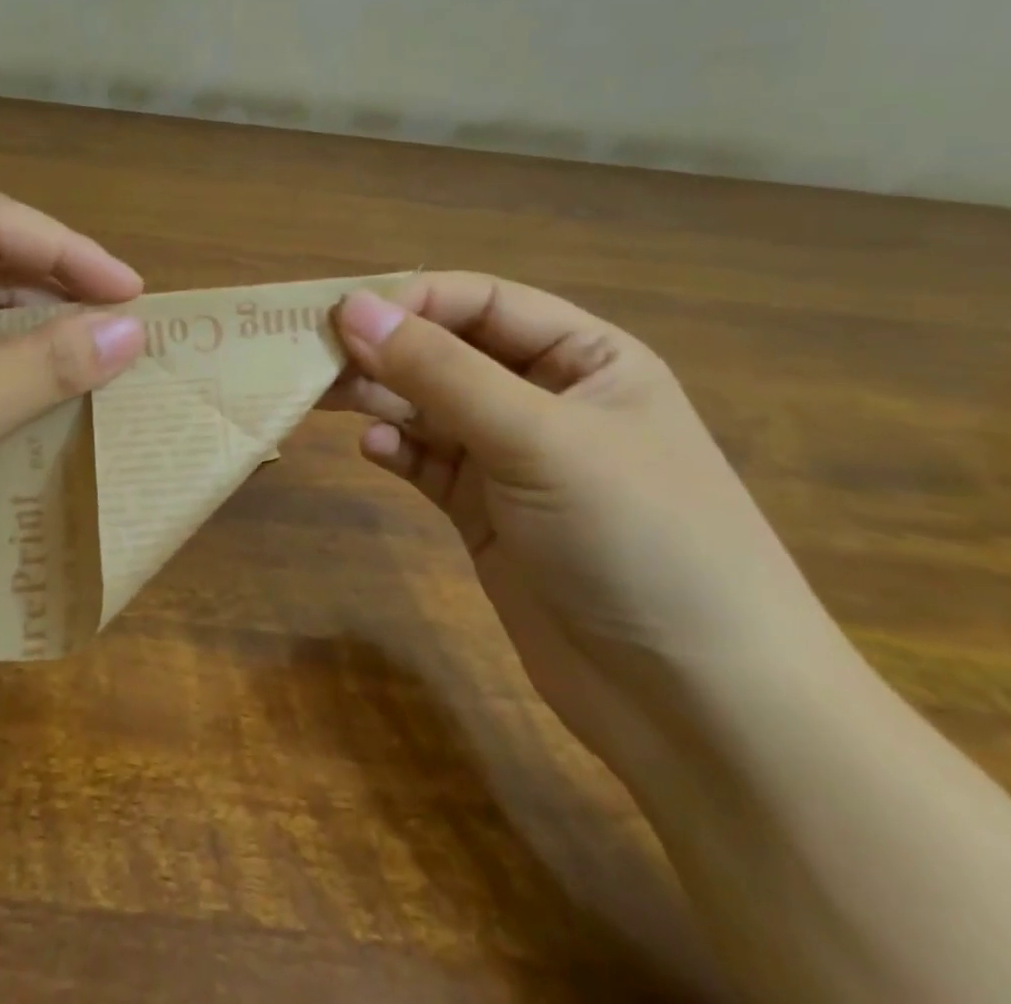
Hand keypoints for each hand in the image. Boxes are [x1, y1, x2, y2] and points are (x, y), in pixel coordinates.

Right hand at [328, 277, 850, 773]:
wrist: (698, 709)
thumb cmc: (637, 539)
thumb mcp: (537, 439)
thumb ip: (439, 370)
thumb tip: (351, 308)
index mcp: (584, 358)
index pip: (482, 302)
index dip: (412, 301)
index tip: (341, 318)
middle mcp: (546, 398)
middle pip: (446, 352)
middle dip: (384, 350)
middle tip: (311, 357)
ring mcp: (513, 459)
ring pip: (428, 406)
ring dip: (378, 397)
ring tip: (321, 397)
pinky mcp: (486, 513)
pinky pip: (427, 461)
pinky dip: (397, 450)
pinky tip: (373, 452)